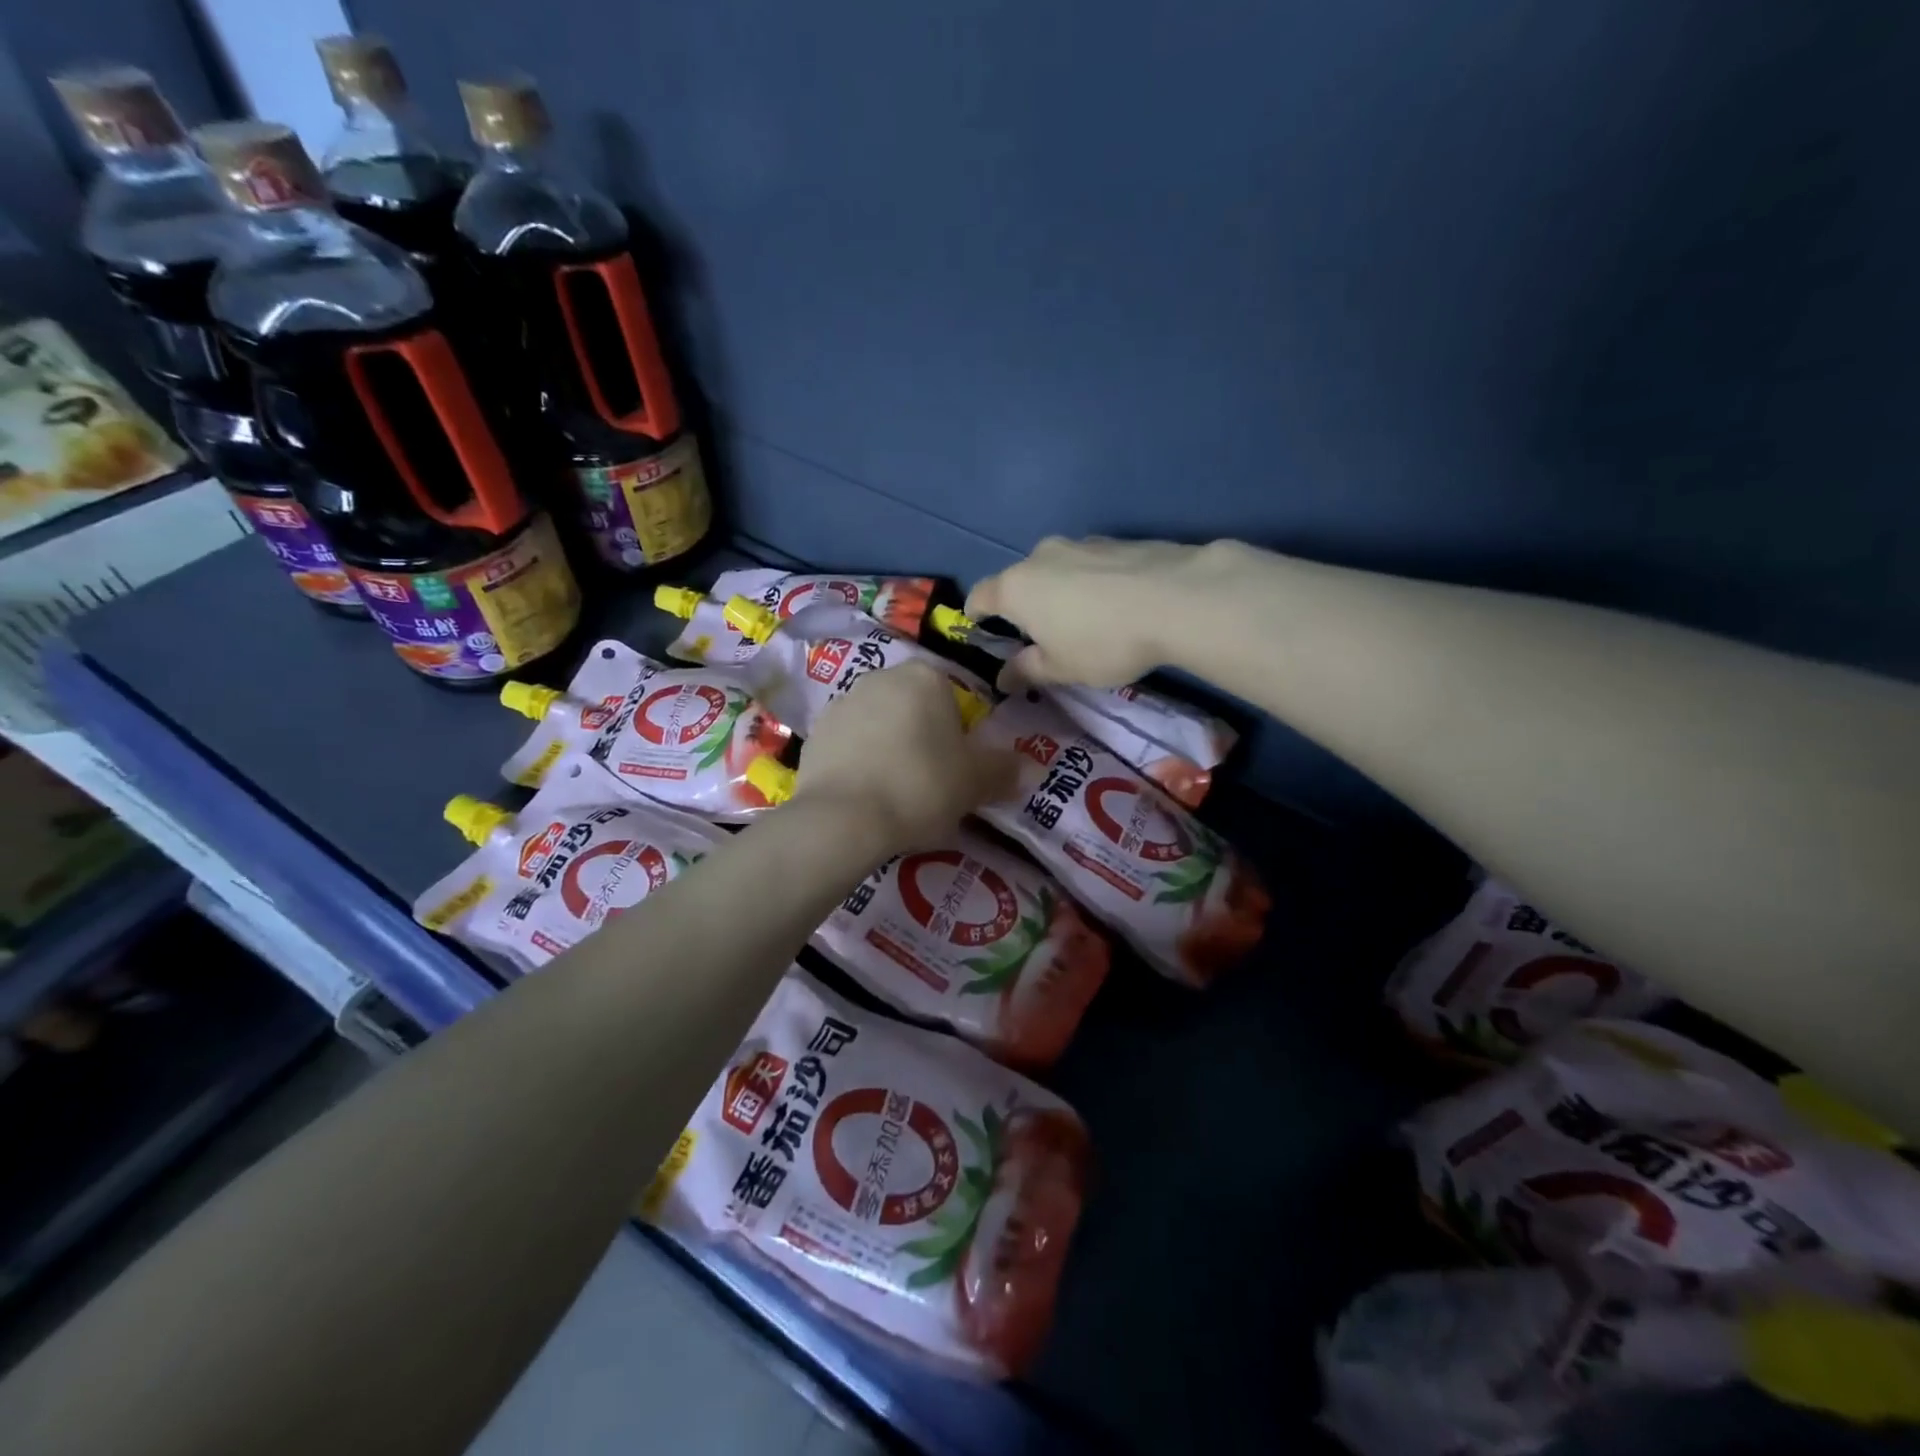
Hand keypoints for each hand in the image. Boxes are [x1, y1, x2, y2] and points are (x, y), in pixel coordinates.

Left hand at [795, 661, 1020, 851]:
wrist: (843, 818)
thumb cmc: (921, 786)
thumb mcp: (975, 783)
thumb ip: (1004, 771)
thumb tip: (1031, 768)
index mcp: (925, 677)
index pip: (954, 700)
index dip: (961, 737)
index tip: (958, 771)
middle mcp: (881, 677)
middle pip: (916, 709)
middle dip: (925, 740)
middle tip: (931, 785)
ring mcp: (842, 702)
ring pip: (881, 726)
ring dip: (891, 750)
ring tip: (896, 794)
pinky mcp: (815, 732)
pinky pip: (851, 745)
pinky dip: (861, 763)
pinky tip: (866, 796)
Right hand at [966, 536, 1211, 688]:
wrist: (1175, 599)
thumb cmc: (1102, 641)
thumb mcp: (1061, 668)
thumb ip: (1027, 671)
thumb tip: (1002, 678)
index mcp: (1016, 588)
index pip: (980, 596)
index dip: (976, 614)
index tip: (981, 628)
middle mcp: (1040, 557)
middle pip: (1019, 580)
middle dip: (1024, 605)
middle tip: (1041, 635)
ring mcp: (1080, 543)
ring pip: (1057, 569)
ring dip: (1060, 591)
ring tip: (1084, 620)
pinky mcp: (1116, 540)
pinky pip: (1090, 564)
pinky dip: (1092, 582)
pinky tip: (1116, 604)